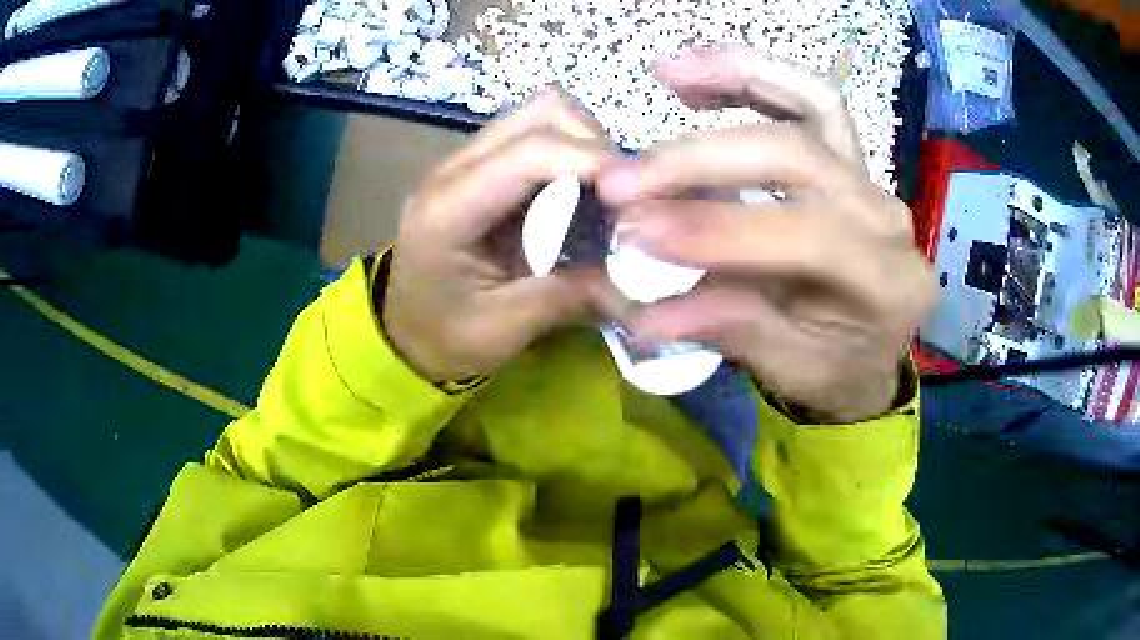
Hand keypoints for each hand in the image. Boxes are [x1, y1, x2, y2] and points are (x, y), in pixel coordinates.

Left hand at [383, 90, 619, 382]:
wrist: (406, 332)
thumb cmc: (444, 336)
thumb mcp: (504, 329)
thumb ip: (569, 296)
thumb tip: (639, 275)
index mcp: (448, 209)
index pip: (531, 151)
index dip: (594, 161)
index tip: (639, 198)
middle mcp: (454, 169)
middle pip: (541, 111)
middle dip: (594, 145)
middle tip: (619, 198)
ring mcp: (467, 161)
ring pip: (543, 114)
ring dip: (585, 146)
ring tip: (603, 197)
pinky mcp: (483, 167)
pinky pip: (539, 136)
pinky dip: (573, 156)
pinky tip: (581, 198)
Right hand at [598, 49, 935, 422]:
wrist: (868, 353)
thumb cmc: (834, 369)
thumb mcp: (787, 370)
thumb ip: (731, 330)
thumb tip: (646, 312)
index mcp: (887, 282)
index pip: (807, 237)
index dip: (722, 230)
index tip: (637, 233)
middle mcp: (887, 217)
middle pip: (799, 155)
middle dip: (703, 161)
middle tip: (623, 181)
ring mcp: (871, 178)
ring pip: (812, 102)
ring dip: (736, 76)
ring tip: (666, 72)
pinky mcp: (850, 159)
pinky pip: (810, 100)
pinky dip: (755, 78)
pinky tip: (699, 81)